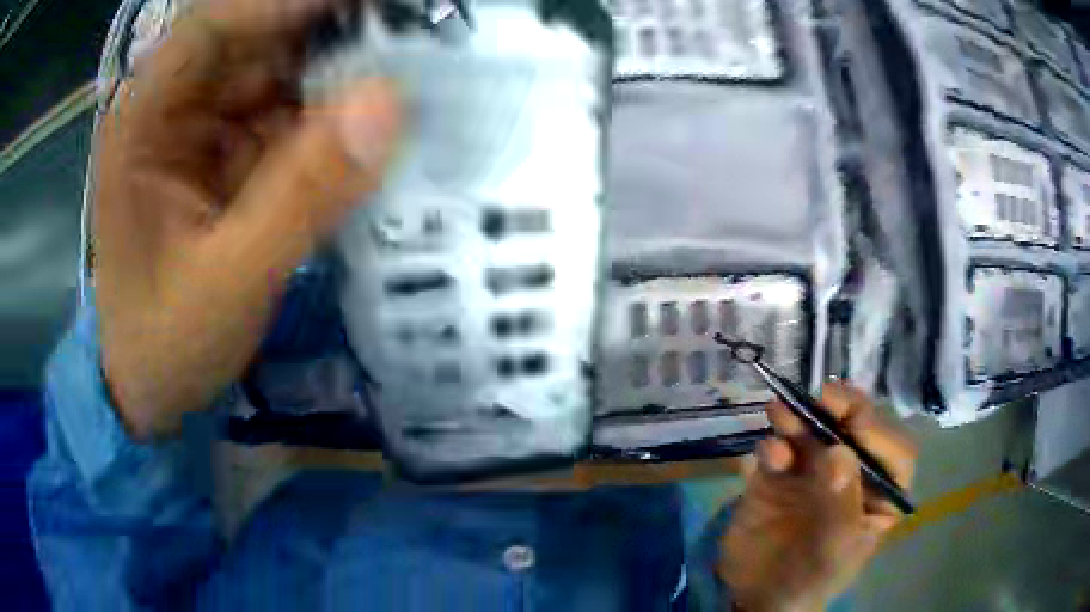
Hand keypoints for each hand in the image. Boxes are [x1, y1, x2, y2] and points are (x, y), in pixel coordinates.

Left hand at [93, 0, 401, 438]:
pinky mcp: (231, 160)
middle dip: (328, 39)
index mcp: (144, 124)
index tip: (367, 6)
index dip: (284, 3)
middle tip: (408, 42)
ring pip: (280, 77)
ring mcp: (204, 134)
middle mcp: (174, 112)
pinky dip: (332, 121)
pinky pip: (289, 119)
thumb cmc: (166, 344)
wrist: (154, 391)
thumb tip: (388, 102)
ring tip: (407, 82)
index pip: (212, 27)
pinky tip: (373, 131)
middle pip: (255, 43)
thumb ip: (301, 196)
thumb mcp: (228, 282)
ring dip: (339, 78)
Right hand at [719, 382, 916, 611]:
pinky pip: (778, 450)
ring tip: (782, 412)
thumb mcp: (836, 550)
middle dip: (842, 410)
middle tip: (824, 396)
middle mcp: (853, 473)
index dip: (878, 432)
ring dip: (801, 417)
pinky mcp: (778, 475)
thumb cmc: (813, 578)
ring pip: (815, 431)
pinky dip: (773, 445)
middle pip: (856, 430)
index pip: (893, 452)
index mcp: (881, 492)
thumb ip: (842, 503)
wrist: (758, 597)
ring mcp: (814, 471)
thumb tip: (840, 453)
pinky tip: (769, 455)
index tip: (855, 423)